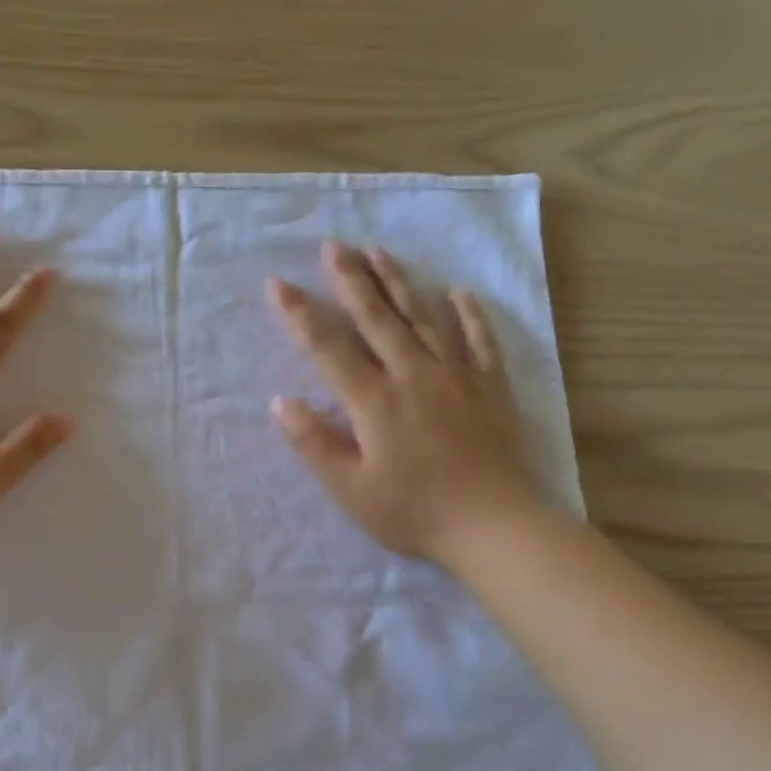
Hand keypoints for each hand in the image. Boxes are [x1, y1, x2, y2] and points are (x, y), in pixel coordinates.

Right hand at [266, 240, 540, 566]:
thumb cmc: (412, 513)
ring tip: (380, 252)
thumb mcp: (350, 490)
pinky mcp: (490, 388)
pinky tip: (459, 293)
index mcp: (374, 402)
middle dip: (351, 280)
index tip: (277, 284)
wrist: (492, 525)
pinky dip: (469, 315)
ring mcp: (456, 377)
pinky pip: (480, 341)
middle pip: (377, 319)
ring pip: (424, 318)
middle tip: (332, 245)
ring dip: (399, 283)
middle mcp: (413, 375)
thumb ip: (313, 444)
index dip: (300, 315)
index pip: (329, 349)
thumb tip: (279, 403)